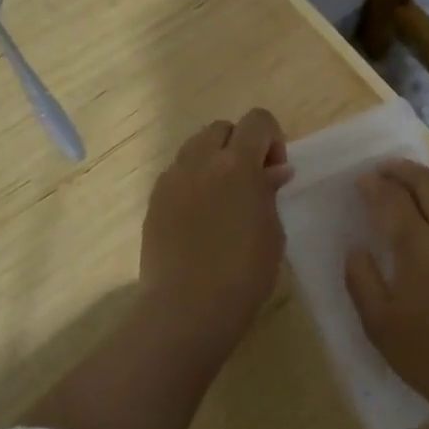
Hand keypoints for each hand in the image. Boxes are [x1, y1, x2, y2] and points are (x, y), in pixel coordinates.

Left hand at [141, 109, 293, 358]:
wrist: (188, 308)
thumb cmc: (244, 273)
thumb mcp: (272, 231)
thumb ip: (270, 192)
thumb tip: (274, 171)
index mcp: (237, 164)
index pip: (258, 120)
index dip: (272, 138)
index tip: (274, 171)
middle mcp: (201, 161)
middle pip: (222, 127)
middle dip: (240, 144)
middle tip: (250, 181)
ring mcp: (172, 179)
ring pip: (195, 146)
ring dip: (213, 159)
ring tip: (222, 196)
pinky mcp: (154, 200)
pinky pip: (176, 173)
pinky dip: (192, 180)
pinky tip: (199, 215)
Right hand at [343, 161, 428, 423]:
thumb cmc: (428, 355)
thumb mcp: (379, 323)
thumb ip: (361, 279)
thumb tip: (356, 247)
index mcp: (419, 246)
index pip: (393, 199)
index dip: (375, 186)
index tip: (361, 181)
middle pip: (427, 183)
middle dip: (402, 170)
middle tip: (384, 168)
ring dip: (428, 178)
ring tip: (410, 178)